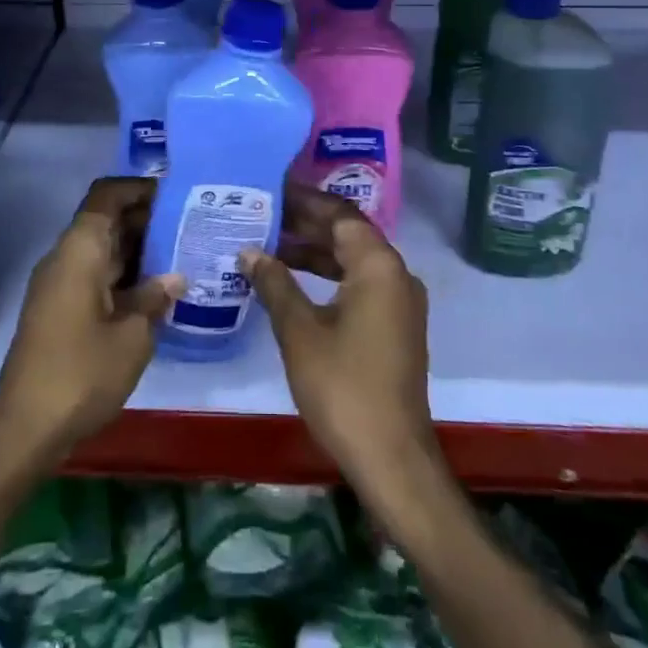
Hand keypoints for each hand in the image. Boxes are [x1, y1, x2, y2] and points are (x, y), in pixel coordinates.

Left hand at [0, 178, 181, 463]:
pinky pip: (95, 274)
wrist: (25, 429)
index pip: (107, 195)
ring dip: (137, 249)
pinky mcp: (59, 309)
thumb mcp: (132, 336)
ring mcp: (59, 284)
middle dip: (146, 219)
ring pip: (102, 249)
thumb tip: (175, 277)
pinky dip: (124, 274)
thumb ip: (155, 298)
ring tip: (182, 254)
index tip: (176, 195)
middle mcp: (66, 257)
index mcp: (80, 250)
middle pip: (106, 220)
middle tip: (190, 226)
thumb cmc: (81, 373)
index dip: (139, 189)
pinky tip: (156, 291)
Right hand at [241, 189, 439, 498]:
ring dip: (314, 252)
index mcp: (378, 266)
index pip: (340, 215)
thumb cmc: (343, 387)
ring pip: (352, 261)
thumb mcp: (299, 332)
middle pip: (348, 234)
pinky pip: (359, 284)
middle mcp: (396, 274)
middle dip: (306, 225)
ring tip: (269, 245)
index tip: (271, 191)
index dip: (304, 201)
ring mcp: (399, 302)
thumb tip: (249, 251)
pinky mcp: (394, 326)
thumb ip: (275, 283)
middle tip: (262, 215)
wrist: (391, 457)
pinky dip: (327, 277)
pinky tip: (293, 283)